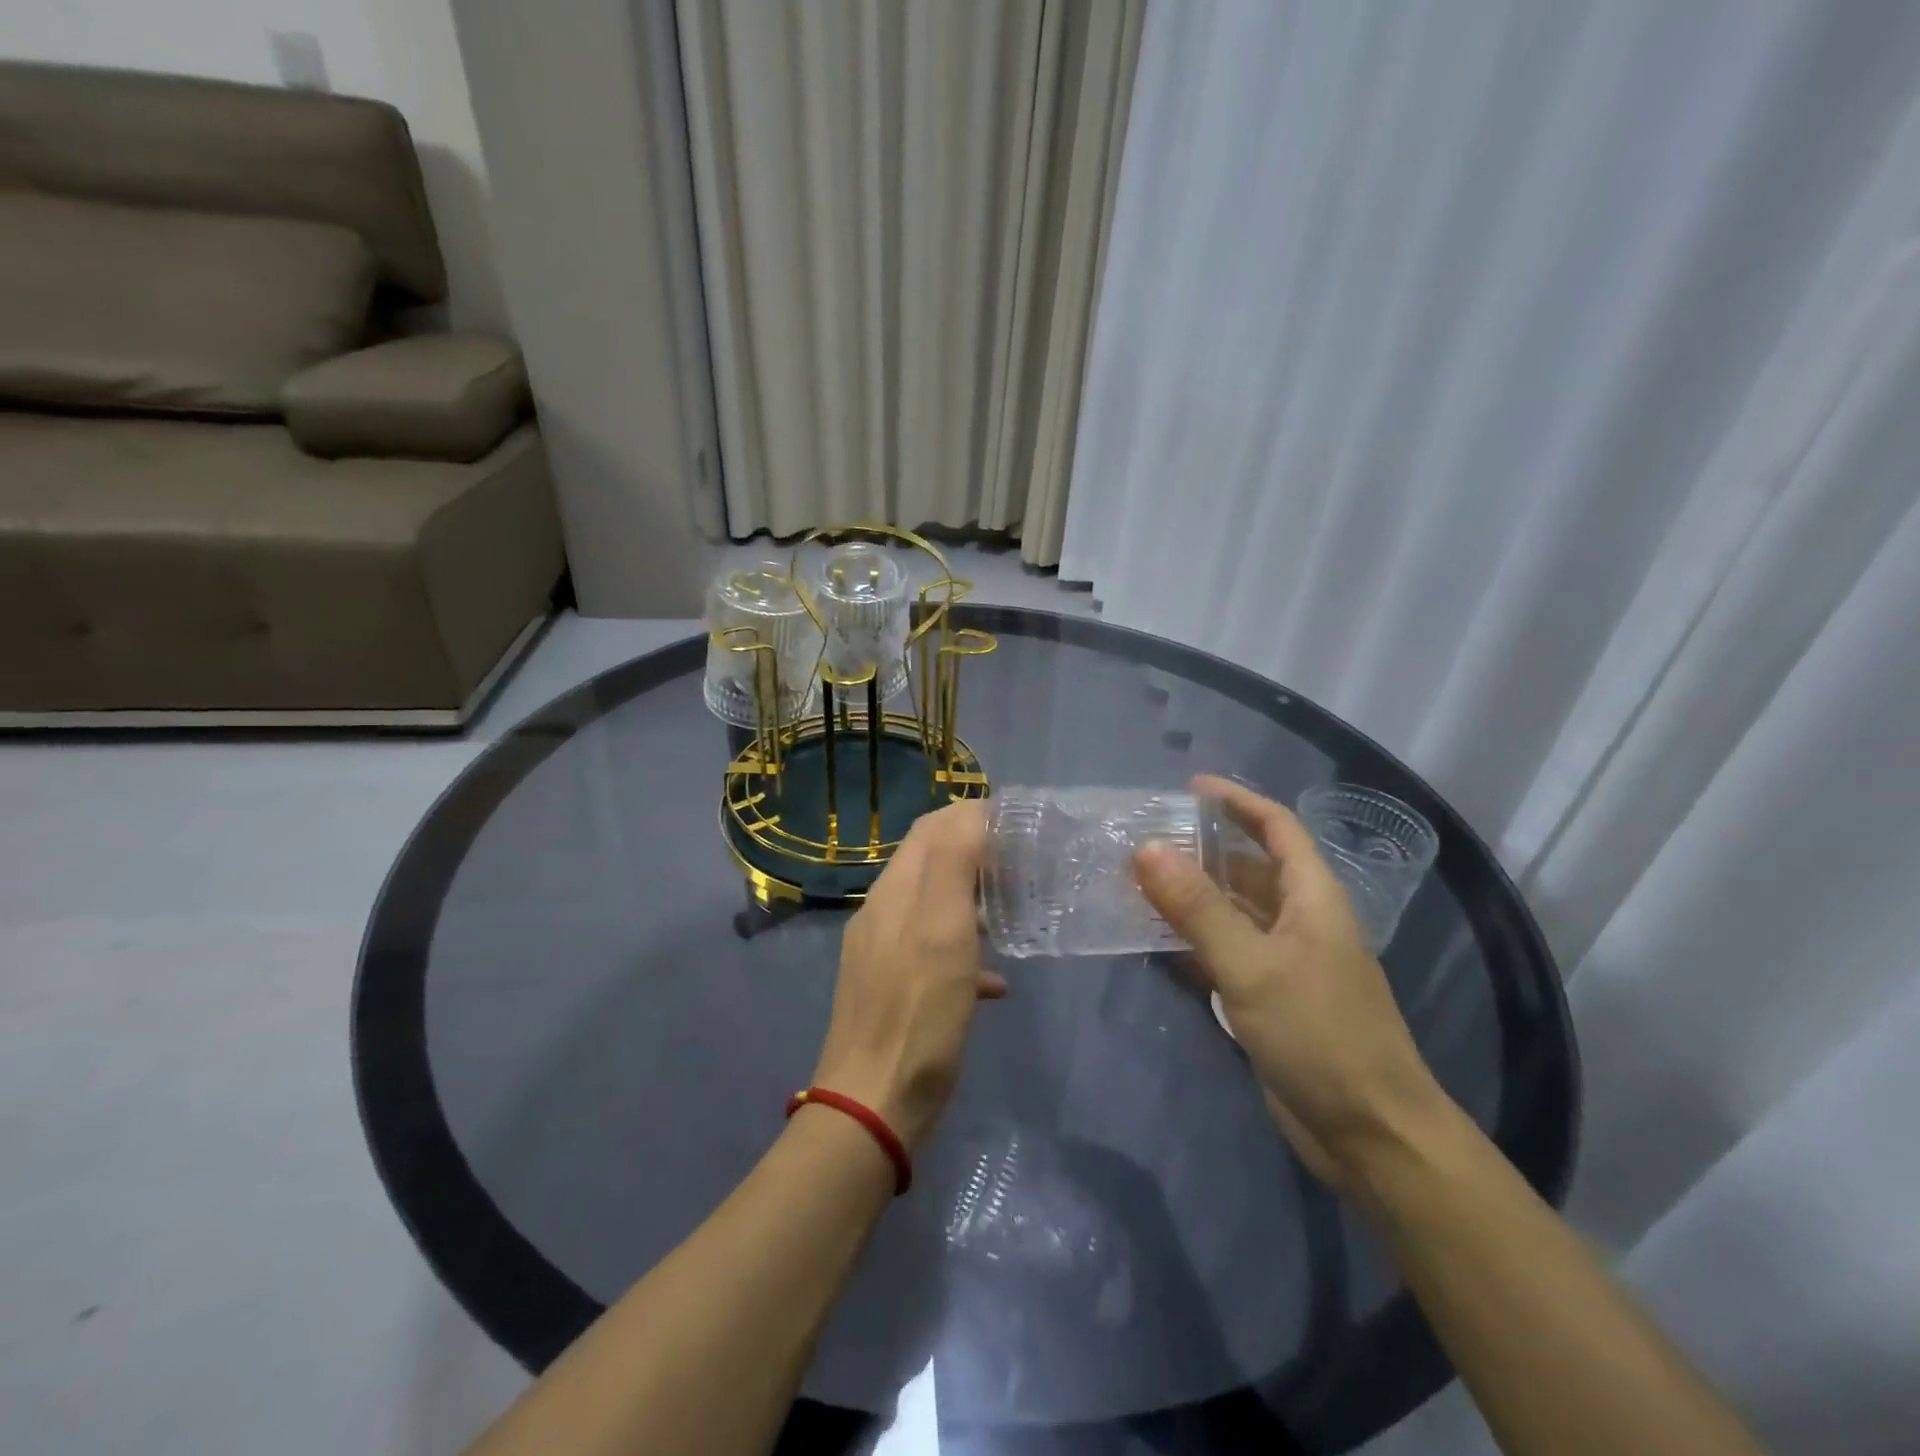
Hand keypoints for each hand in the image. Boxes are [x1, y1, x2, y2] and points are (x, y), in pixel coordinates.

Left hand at [811, 800, 1006, 1150]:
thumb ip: (954, 864)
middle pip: (931, 863)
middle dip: (976, 854)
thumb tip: (973, 811)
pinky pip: (933, 953)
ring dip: (973, 900)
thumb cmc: (918, 1014)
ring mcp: (883, 952)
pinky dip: (966, 951)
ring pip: (934, 907)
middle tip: (1024, 865)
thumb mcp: (944, 930)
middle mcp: (882, 912)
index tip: (1018, 825)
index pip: (930, 828)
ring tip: (1015, 911)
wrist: (874, 1105)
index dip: (972, 815)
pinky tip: (997, 981)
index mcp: (894, 891)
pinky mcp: (892, 988)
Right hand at [1134, 775, 1447, 1191]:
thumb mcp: (1252, 965)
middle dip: (1201, 850)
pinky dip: (1193, 942)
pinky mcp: (1270, 999)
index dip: (1237, 801)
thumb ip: (1197, 907)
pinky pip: (1226, 954)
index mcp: (1312, 897)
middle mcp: (1300, 921)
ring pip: (1233, 912)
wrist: (1370, 1135)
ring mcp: (1285, 962)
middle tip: (1144, 840)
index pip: (1277, 828)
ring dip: (1191, 897)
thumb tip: (1146, 848)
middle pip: (1249, 868)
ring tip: (1137, 882)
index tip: (1188, 787)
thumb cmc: (1320, 1035)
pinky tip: (1155, 941)